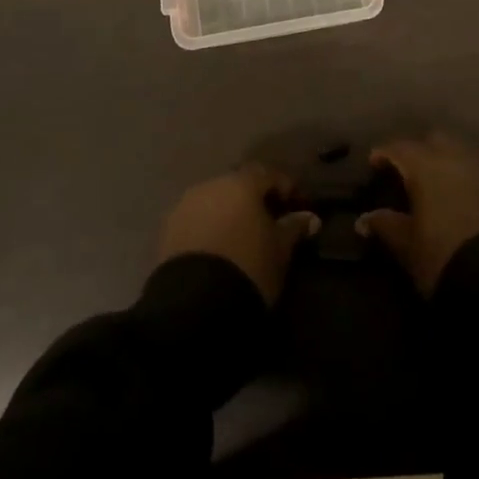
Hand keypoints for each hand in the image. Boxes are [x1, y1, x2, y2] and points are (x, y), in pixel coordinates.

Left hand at [155, 166, 319, 303]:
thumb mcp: (280, 251)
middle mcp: (210, 185)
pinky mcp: (168, 229)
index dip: (285, 188)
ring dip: (229, 213)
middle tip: (269, 222)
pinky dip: (209, 227)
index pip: (268, 174)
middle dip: (254, 200)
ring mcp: (185, 205)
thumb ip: (294, 228)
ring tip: (242, 238)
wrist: (196, 304)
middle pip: (238, 185)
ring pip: (214, 201)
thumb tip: (310, 218)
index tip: (297, 207)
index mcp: (240, 184)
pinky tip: (219, 248)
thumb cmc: (249, 268)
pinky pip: (196, 219)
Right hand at [356, 131, 478, 294]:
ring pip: (464, 153)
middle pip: (437, 140)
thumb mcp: (407, 246)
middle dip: (422, 150)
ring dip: (450, 162)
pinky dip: (472, 179)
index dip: (385, 153)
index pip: (400, 148)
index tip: (375, 163)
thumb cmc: (443, 259)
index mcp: (427, 167)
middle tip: (410, 171)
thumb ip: (386, 225)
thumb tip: (365, 219)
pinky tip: (467, 198)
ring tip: (441, 185)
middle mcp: (458, 159)